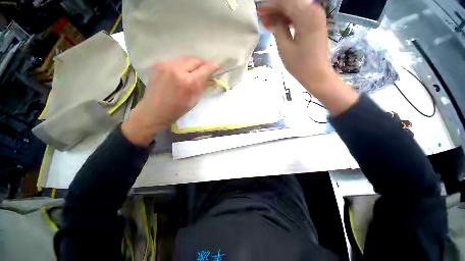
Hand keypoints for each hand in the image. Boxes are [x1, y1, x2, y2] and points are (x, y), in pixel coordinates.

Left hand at [122, 57, 217, 145]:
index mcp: (189, 82)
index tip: (217, 66)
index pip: (205, 69)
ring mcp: (166, 66)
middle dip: (202, 64)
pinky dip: (181, 66)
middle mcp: (177, 70)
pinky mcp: (158, 65)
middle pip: (195, 60)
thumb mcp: (195, 100)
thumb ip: (203, 87)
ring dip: (192, 64)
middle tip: (204, 70)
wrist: (154, 111)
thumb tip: (212, 79)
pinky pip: (175, 62)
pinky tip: (180, 74)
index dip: (213, 67)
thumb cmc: (178, 110)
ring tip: (192, 72)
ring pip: (185, 59)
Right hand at [259, 0, 358, 114]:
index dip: (271, 5)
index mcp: (306, 15)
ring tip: (268, 22)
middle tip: (262, 16)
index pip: (285, 2)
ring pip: (295, 9)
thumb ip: (277, 29)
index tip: (259, 10)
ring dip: (281, 13)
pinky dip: (289, 19)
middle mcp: (313, 10)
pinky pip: (300, 16)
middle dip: (275, 8)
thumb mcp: (284, 47)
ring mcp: (316, 17)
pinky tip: (279, 25)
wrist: (317, 74)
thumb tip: (268, 18)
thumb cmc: (300, 65)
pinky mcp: (315, 24)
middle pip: (291, 3)